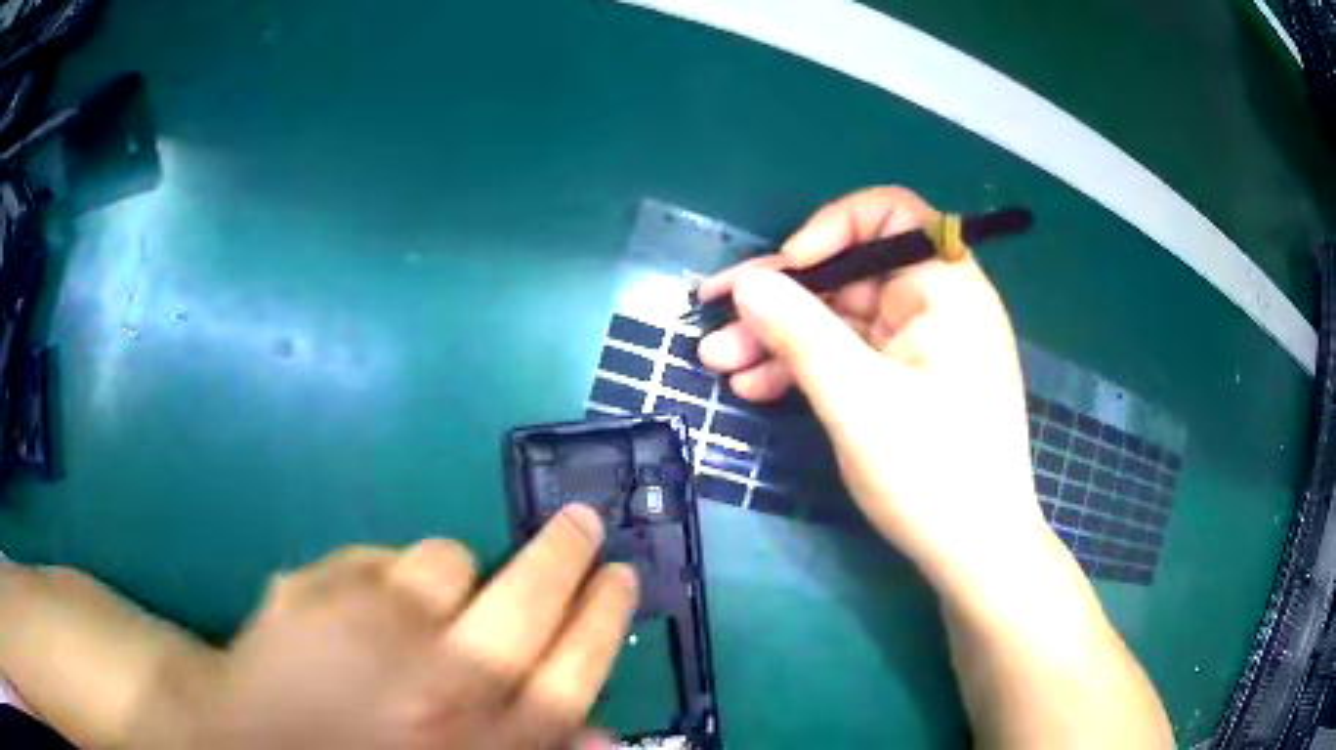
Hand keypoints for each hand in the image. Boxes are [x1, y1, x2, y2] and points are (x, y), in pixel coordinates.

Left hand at [128, 506, 635, 749]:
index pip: (575, 670)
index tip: (622, 574)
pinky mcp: (317, 590)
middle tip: (580, 523)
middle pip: (531, 598)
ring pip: (448, 559)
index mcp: (485, 742)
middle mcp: (441, 684)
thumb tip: (605, 735)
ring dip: (451, 575)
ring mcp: (373, 629)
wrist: (246, 749)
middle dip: (567, 553)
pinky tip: (358, 612)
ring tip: (423, 606)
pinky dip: (383, 575)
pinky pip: (378, 557)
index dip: (605, 616)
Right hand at [697, 186, 1046, 594]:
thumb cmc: (932, 473)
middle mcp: (937, 306)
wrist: (976, 553)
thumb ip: (801, 332)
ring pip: (842, 320)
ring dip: (781, 338)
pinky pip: (853, 357)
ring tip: (720, 364)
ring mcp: (921, 347)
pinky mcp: (909, 383)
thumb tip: (748, 282)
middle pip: (850, 274)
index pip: (890, 214)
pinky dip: (808, 367)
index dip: (831, 228)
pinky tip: (757, 388)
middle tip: (714, 321)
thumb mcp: (858, 399)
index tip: (788, 270)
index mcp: (945, 288)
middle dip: (781, 297)